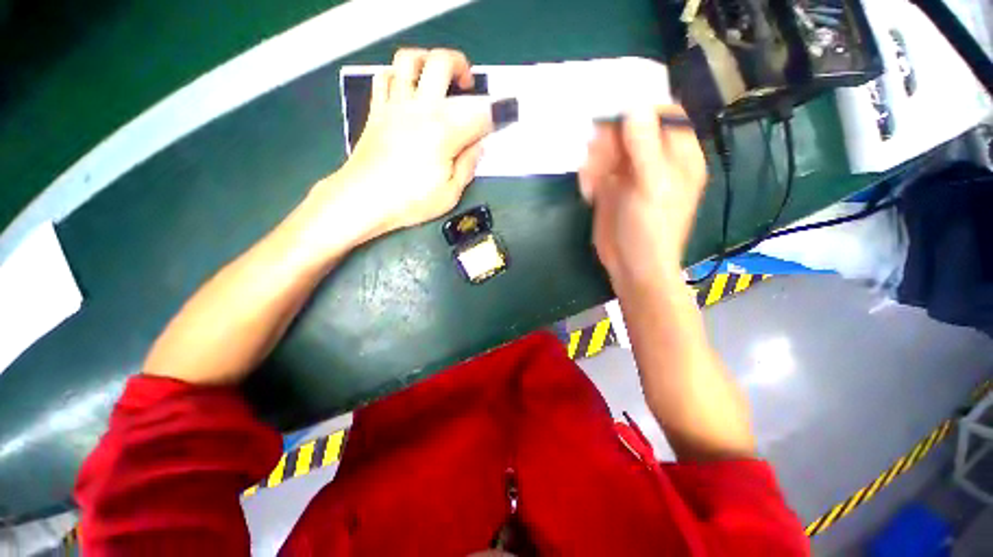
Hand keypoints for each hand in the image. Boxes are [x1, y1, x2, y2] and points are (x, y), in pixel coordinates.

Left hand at [309, 48, 492, 243]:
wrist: (364, 199)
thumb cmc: (410, 201)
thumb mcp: (450, 193)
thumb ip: (468, 166)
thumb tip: (478, 146)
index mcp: (444, 131)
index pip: (479, 113)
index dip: (496, 114)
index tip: (501, 119)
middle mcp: (421, 107)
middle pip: (442, 63)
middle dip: (461, 67)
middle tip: (468, 86)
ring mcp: (395, 105)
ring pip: (409, 60)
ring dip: (428, 61)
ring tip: (436, 79)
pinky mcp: (377, 110)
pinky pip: (385, 77)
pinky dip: (399, 76)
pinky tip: (408, 91)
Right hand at [579, 105, 706, 288]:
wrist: (631, 266)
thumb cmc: (651, 229)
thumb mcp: (651, 187)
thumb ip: (644, 147)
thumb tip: (635, 108)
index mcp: (678, 156)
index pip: (665, 115)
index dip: (642, 108)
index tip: (616, 111)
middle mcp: (655, 160)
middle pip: (632, 130)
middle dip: (611, 138)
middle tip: (596, 152)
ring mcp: (630, 175)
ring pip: (610, 149)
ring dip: (596, 158)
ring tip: (590, 176)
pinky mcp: (611, 189)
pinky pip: (597, 169)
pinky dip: (589, 175)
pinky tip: (588, 191)